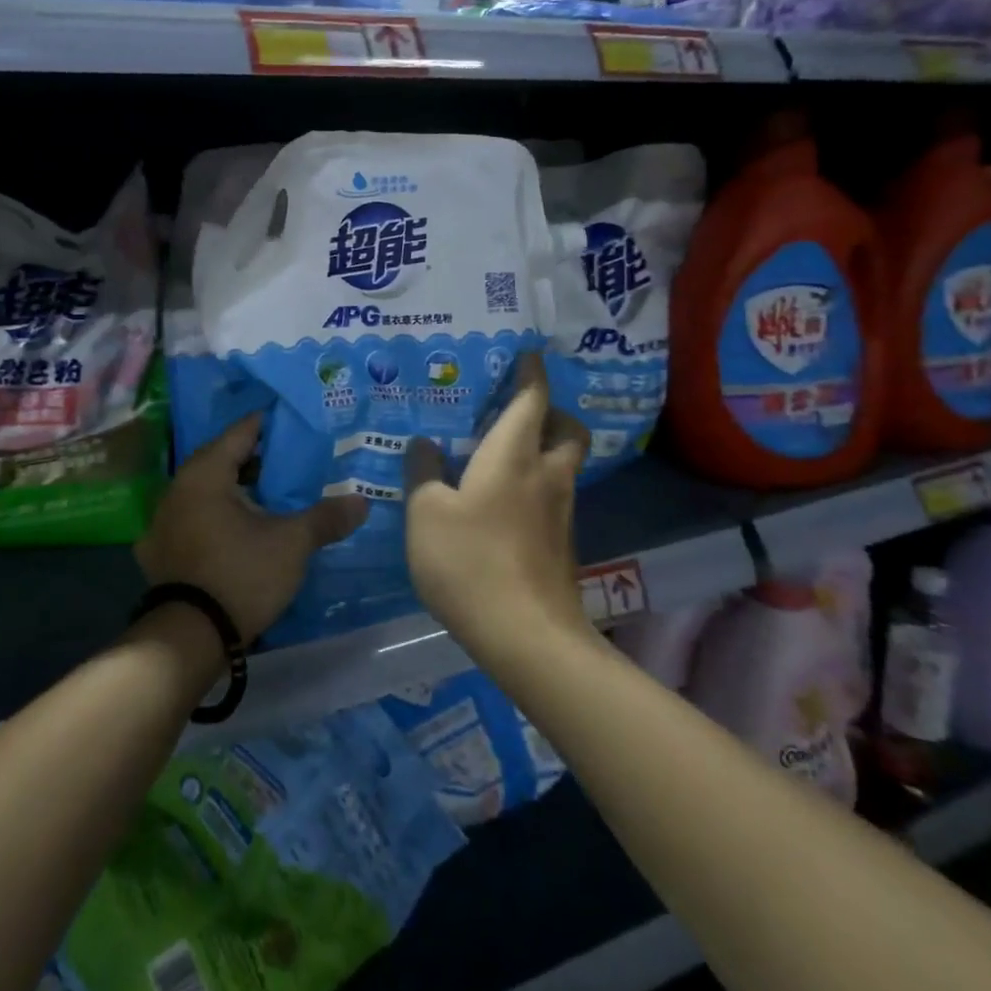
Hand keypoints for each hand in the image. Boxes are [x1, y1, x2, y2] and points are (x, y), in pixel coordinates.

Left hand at [138, 413, 367, 644]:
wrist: (188, 638)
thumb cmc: (240, 574)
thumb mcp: (292, 543)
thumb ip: (326, 517)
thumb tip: (362, 501)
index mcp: (205, 472)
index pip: (242, 431)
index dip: (272, 424)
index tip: (299, 423)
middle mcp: (178, 487)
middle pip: (223, 460)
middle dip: (259, 460)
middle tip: (295, 461)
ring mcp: (163, 521)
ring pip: (208, 491)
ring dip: (238, 490)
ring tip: (274, 495)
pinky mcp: (160, 551)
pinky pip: (195, 519)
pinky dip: (218, 517)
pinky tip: (240, 529)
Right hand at [404, 352, 590, 662]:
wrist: (526, 636)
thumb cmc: (469, 561)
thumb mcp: (426, 514)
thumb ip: (423, 472)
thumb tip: (424, 443)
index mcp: (514, 455)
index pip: (532, 399)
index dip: (531, 373)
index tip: (528, 355)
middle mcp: (546, 475)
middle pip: (567, 429)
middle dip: (552, 412)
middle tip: (518, 413)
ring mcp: (560, 512)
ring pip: (562, 465)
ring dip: (544, 450)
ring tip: (503, 456)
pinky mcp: (562, 545)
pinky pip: (553, 496)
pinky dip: (536, 485)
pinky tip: (503, 504)